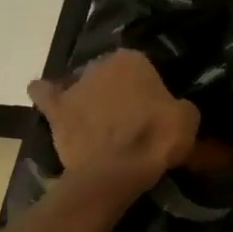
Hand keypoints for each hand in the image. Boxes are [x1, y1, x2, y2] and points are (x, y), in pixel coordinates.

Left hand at [28, 49, 199, 193]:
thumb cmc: (156, 139)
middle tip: (128, 115)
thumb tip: (175, 108)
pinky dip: (47, 95)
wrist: (116, 171)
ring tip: (97, 119)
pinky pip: (44, 94)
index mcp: (133, 60)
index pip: (142, 66)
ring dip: (87, 96)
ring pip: (80, 83)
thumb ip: (179, 105)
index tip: (153, 106)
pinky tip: (50, 100)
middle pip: (109, 73)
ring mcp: (74, 86)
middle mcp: (100, 65)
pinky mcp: (55, 110)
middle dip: (116, 89)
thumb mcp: (188, 119)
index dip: (147, 87)